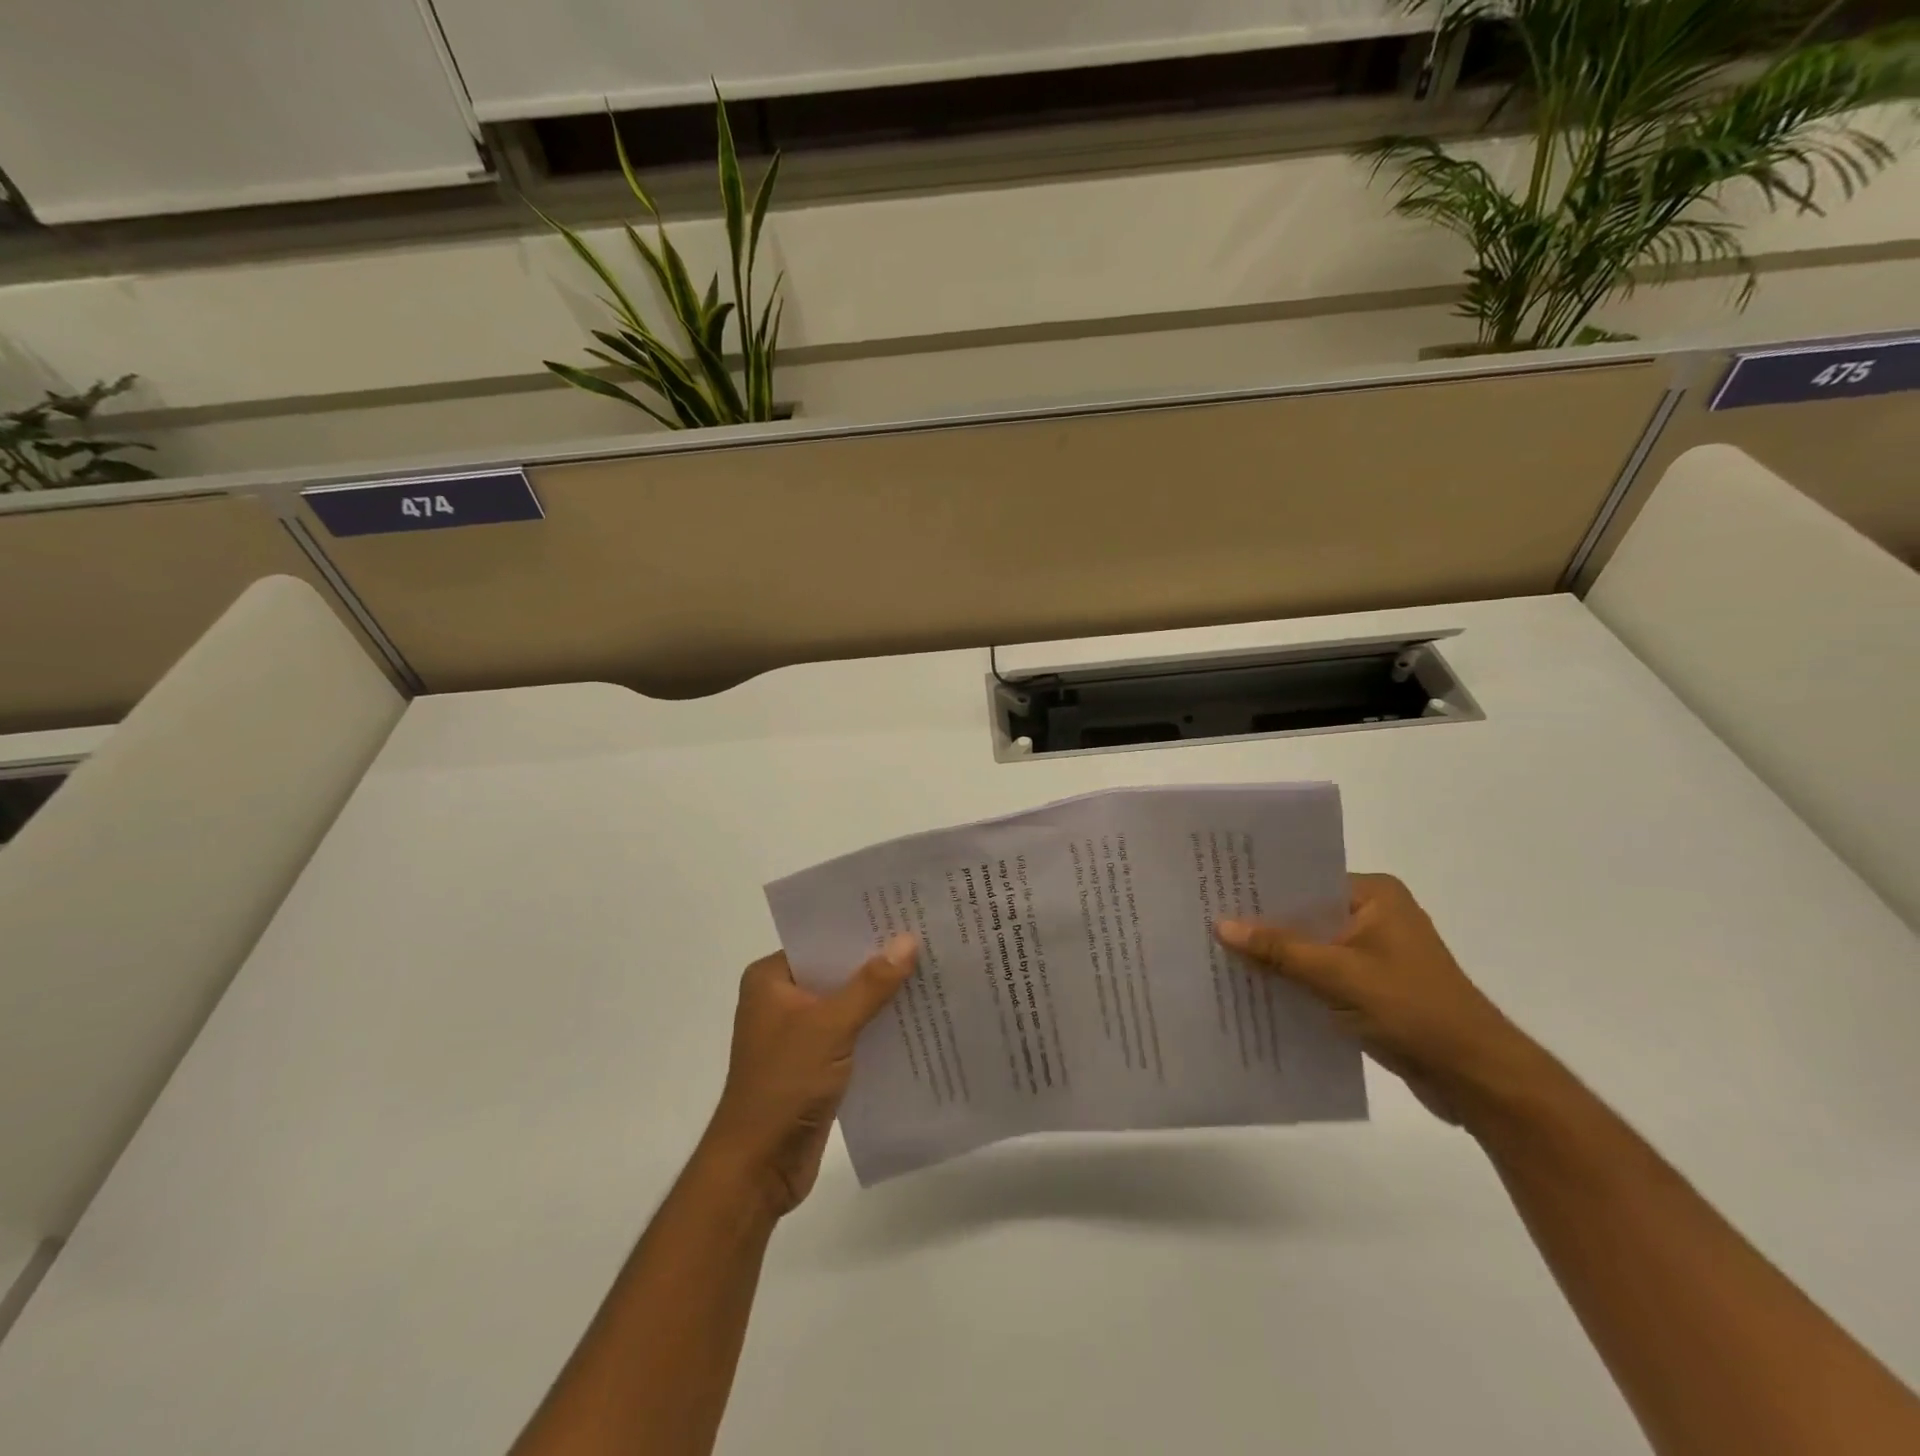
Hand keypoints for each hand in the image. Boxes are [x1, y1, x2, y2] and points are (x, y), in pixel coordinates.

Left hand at [701, 936, 917, 1216]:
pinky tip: (916, 1018)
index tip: (903, 913)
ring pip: (847, 1002)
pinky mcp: (815, 1063)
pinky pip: (852, 1032)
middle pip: (837, 970)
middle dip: (877, 961)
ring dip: (881, 996)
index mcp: (771, 979)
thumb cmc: (784, 1084)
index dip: (861, 927)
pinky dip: (877, 1026)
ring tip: (931, 972)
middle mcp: (781, 999)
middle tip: (926, 938)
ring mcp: (798, 1033)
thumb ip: (870, 984)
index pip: (822, 940)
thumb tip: (908, 940)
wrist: (758, 1168)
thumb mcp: (830, 1026)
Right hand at [1217, 874, 1535, 1125]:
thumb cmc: (1413, 1010)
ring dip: (1273, 956)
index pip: (1305, 879)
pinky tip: (1251, 988)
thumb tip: (1220, 925)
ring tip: (1216, 953)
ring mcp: (1371, 953)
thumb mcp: (1338, 975)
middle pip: (1304, 913)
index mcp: (1375, 896)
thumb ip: (1279, 949)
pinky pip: (1318, 974)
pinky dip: (1291, 981)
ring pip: (1308, 947)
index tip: (1214, 889)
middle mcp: (1373, 916)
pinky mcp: (1368, 987)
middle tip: (1204, 920)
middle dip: (1261, 924)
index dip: (1261, 887)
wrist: (1477, 1078)